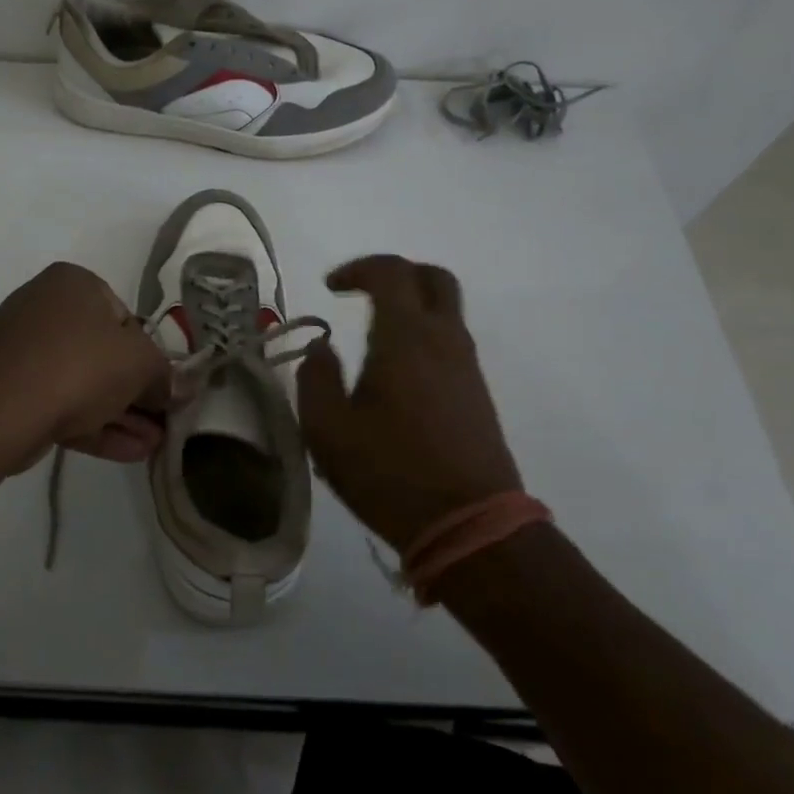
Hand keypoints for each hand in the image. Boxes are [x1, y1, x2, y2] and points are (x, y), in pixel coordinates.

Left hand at [0, 262, 175, 465]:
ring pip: (83, 383)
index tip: (164, 386)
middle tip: (163, 421)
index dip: (150, 355)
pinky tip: (130, 453)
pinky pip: (60, 403)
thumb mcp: (140, 364)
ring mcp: (23, 350)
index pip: (125, 317)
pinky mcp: (9, 390)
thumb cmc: (78, 365)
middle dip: (137, 392)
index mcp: (74, 284)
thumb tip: (180, 388)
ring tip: (154, 445)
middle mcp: (45, 307)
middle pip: (104, 353)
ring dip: (122, 414)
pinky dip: (95, 425)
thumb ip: (166, 374)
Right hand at [296, 255, 523, 551]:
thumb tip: (322, 348)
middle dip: (396, 274)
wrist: (470, 525)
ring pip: (446, 310)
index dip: (358, 269)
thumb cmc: (390, 473)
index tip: (331, 288)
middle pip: (433, 278)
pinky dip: (424, 335)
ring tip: (372, 337)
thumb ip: (316, 378)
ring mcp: (467, 366)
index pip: (391, 272)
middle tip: (362, 293)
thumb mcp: (328, 430)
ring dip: (411, 306)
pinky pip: (451, 342)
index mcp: (406, 337)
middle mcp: (444, 340)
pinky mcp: (477, 393)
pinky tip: (396, 373)